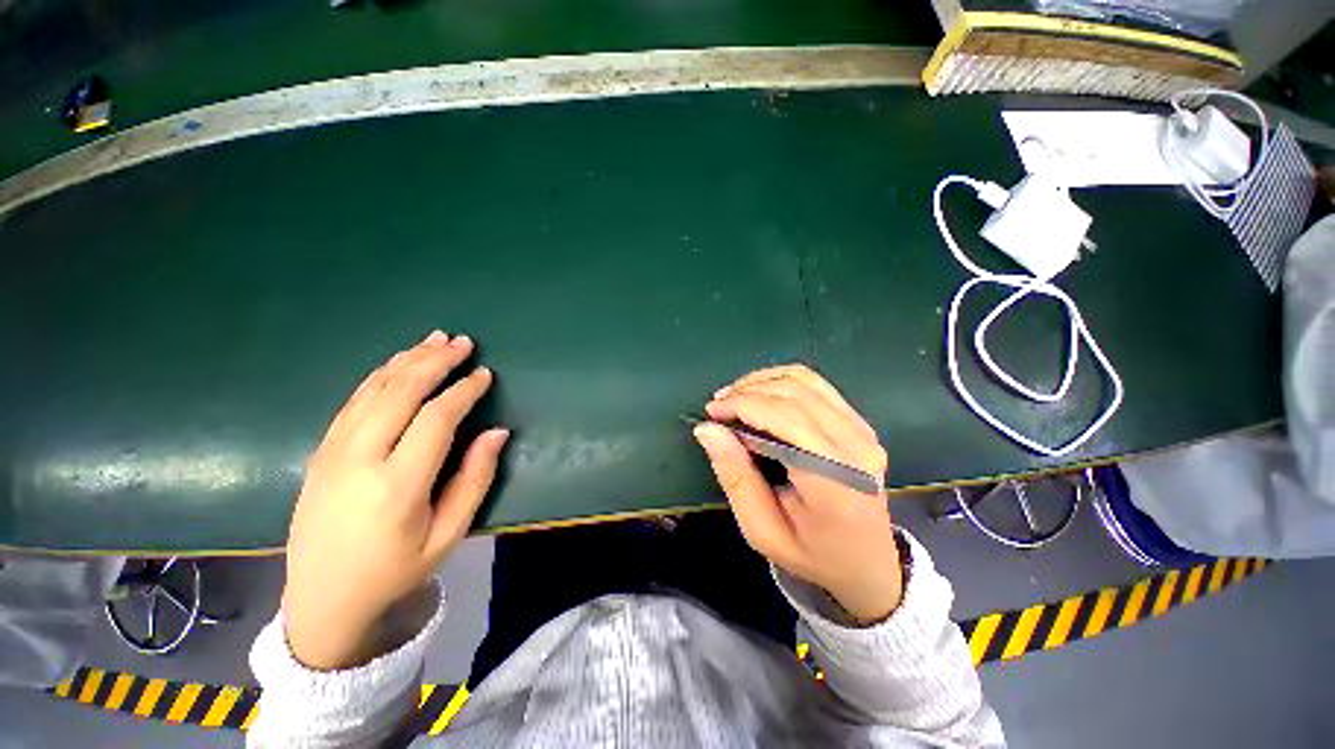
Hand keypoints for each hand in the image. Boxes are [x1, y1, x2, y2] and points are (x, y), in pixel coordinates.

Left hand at [283, 331, 508, 669]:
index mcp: (397, 486)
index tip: (484, 374)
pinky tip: (397, 363)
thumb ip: (475, 479)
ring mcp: (333, 452)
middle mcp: (360, 460)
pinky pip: (353, 401)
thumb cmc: (394, 570)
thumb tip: (497, 432)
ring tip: (434, 340)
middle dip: (435, 362)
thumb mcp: (448, 535)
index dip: (463, 391)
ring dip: (407, 360)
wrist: (322, 599)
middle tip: (463, 342)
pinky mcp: (321, 452)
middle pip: (401, 393)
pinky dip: (379, 375)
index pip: (435, 419)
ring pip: (373, 390)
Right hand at [693, 365, 901, 623]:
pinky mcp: (859, 423)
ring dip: (762, 381)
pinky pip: (816, 385)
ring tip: (734, 396)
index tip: (712, 412)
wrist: (866, 564)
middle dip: (747, 391)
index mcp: (835, 479)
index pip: (785, 419)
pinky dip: (781, 381)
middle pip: (794, 394)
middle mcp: (856, 446)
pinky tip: (760, 393)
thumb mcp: (762, 530)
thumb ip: (735, 477)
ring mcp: (862, 430)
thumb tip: (707, 430)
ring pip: (804, 381)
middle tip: (717, 405)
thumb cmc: (811, 554)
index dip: (743, 405)